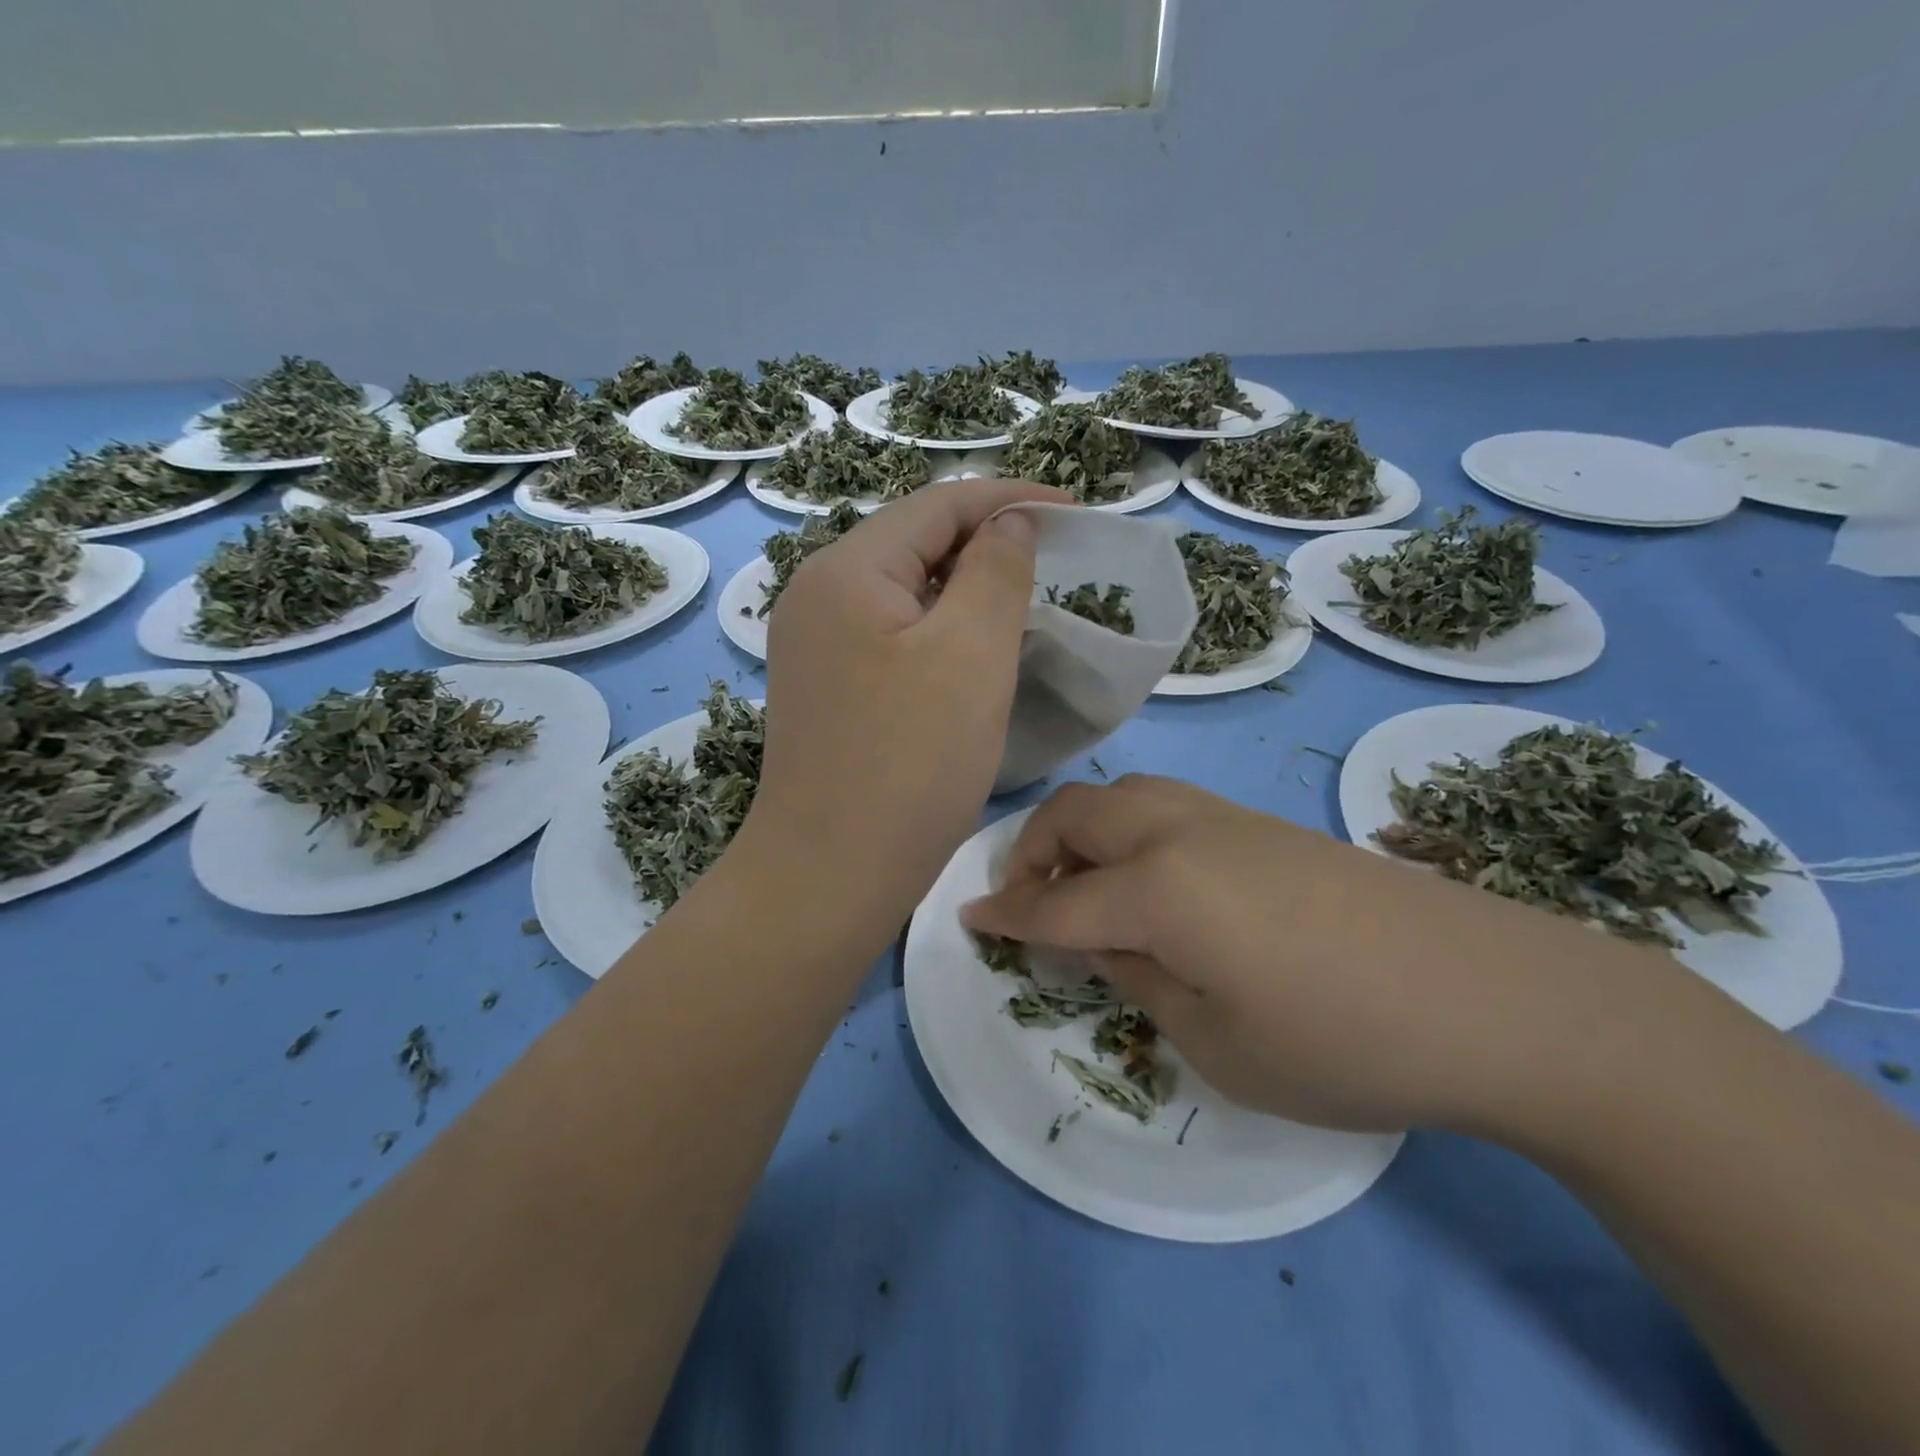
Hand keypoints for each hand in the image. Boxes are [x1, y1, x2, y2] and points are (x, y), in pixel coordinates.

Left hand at [746, 479, 1065, 928]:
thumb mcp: (970, 654)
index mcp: (844, 570)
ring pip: (904, 590)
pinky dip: (938, 628)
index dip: (1010, 499)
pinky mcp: (826, 685)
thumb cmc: (910, 763)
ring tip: (1022, 599)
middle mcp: (817, 594)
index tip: (1074, 512)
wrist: (831, 875)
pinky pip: (891, 633)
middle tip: (1054, 559)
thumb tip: (1009, 524)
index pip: (937, 505)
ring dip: (963, 587)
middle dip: (986, 541)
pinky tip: (972, 648)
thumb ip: (996, 571)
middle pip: (914, 542)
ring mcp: (814, 643)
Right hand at [960, 774, 1690, 1136]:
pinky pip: (1165, 807)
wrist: (1494, 996)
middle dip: (1032, 851)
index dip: (1007, 916)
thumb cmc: (1344, 1041)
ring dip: (1081, 832)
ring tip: (1083, 886)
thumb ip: (1143, 981)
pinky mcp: (1264, 823)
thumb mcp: (1219, 1043)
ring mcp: (1227, 818)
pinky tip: (1152, 882)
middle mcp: (1180, 831)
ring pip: (1121, 796)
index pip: (1057, 902)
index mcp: (1158, 888)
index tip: (969, 918)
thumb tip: (1106, 943)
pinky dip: (1128, 832)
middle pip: (1076, 815)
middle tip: (1026, 902)